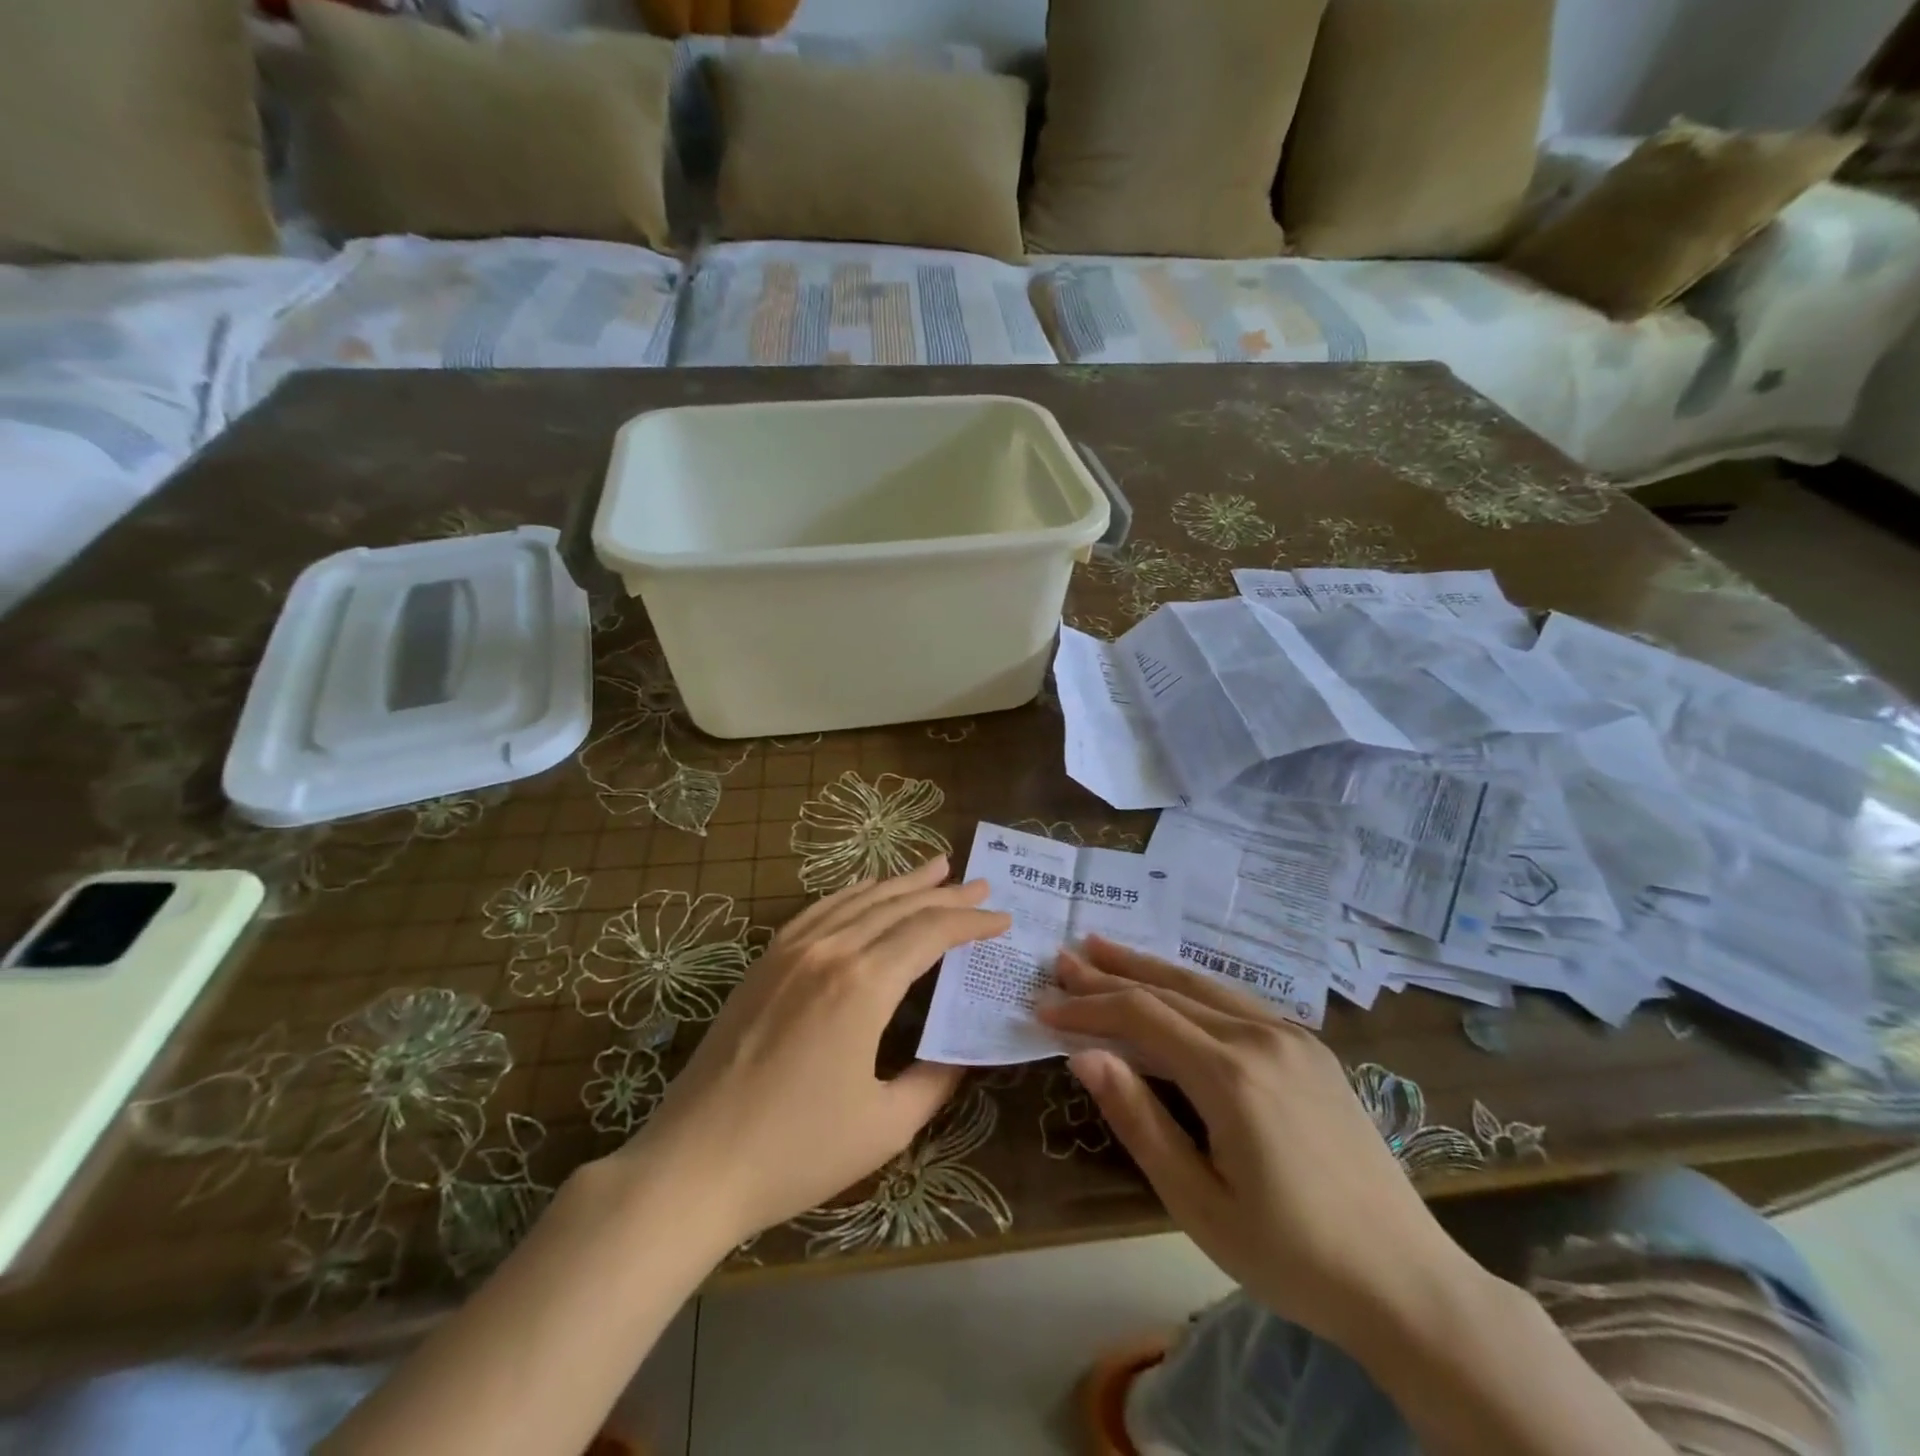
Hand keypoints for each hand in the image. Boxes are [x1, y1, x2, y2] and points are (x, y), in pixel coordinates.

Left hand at [619, 856, 1009, 1247]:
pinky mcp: (765, 962)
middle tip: (979, 884)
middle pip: (898, 906)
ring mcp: (791, 951)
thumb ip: (935, 1080)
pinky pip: (819, 910)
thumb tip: (963, 1052)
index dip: (970, 921)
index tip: (1001, 918)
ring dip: (901, 883)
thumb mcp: (886, 1126)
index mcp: (864, 985)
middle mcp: (830, 951)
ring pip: (858, 900)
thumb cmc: (797, 1152)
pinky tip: (866, 890)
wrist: (694, 1163)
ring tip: (935, 867)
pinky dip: (852, 893)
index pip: (931, 933)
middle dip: (944, 893)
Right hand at [1037, 938, 1474, 1349]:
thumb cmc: (1291, 1255)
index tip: (1044, 1006)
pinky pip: (1237, 1000)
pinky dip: (1192, 985)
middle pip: (1169, 990)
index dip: (1088, 1008)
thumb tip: (1084, 1057)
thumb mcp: (1198, 1203)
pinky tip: (1173, 984)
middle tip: (1063, 959)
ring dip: (1149, 967)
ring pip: (1204, 984)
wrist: (1406, 1281)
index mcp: (1231, 1074)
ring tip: (1105, 949)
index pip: (1141, 1017)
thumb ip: (1139, 1120)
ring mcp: (1293, 1036)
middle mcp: (1262, 1037)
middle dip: (1110, 974)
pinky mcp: (1312, 1048)